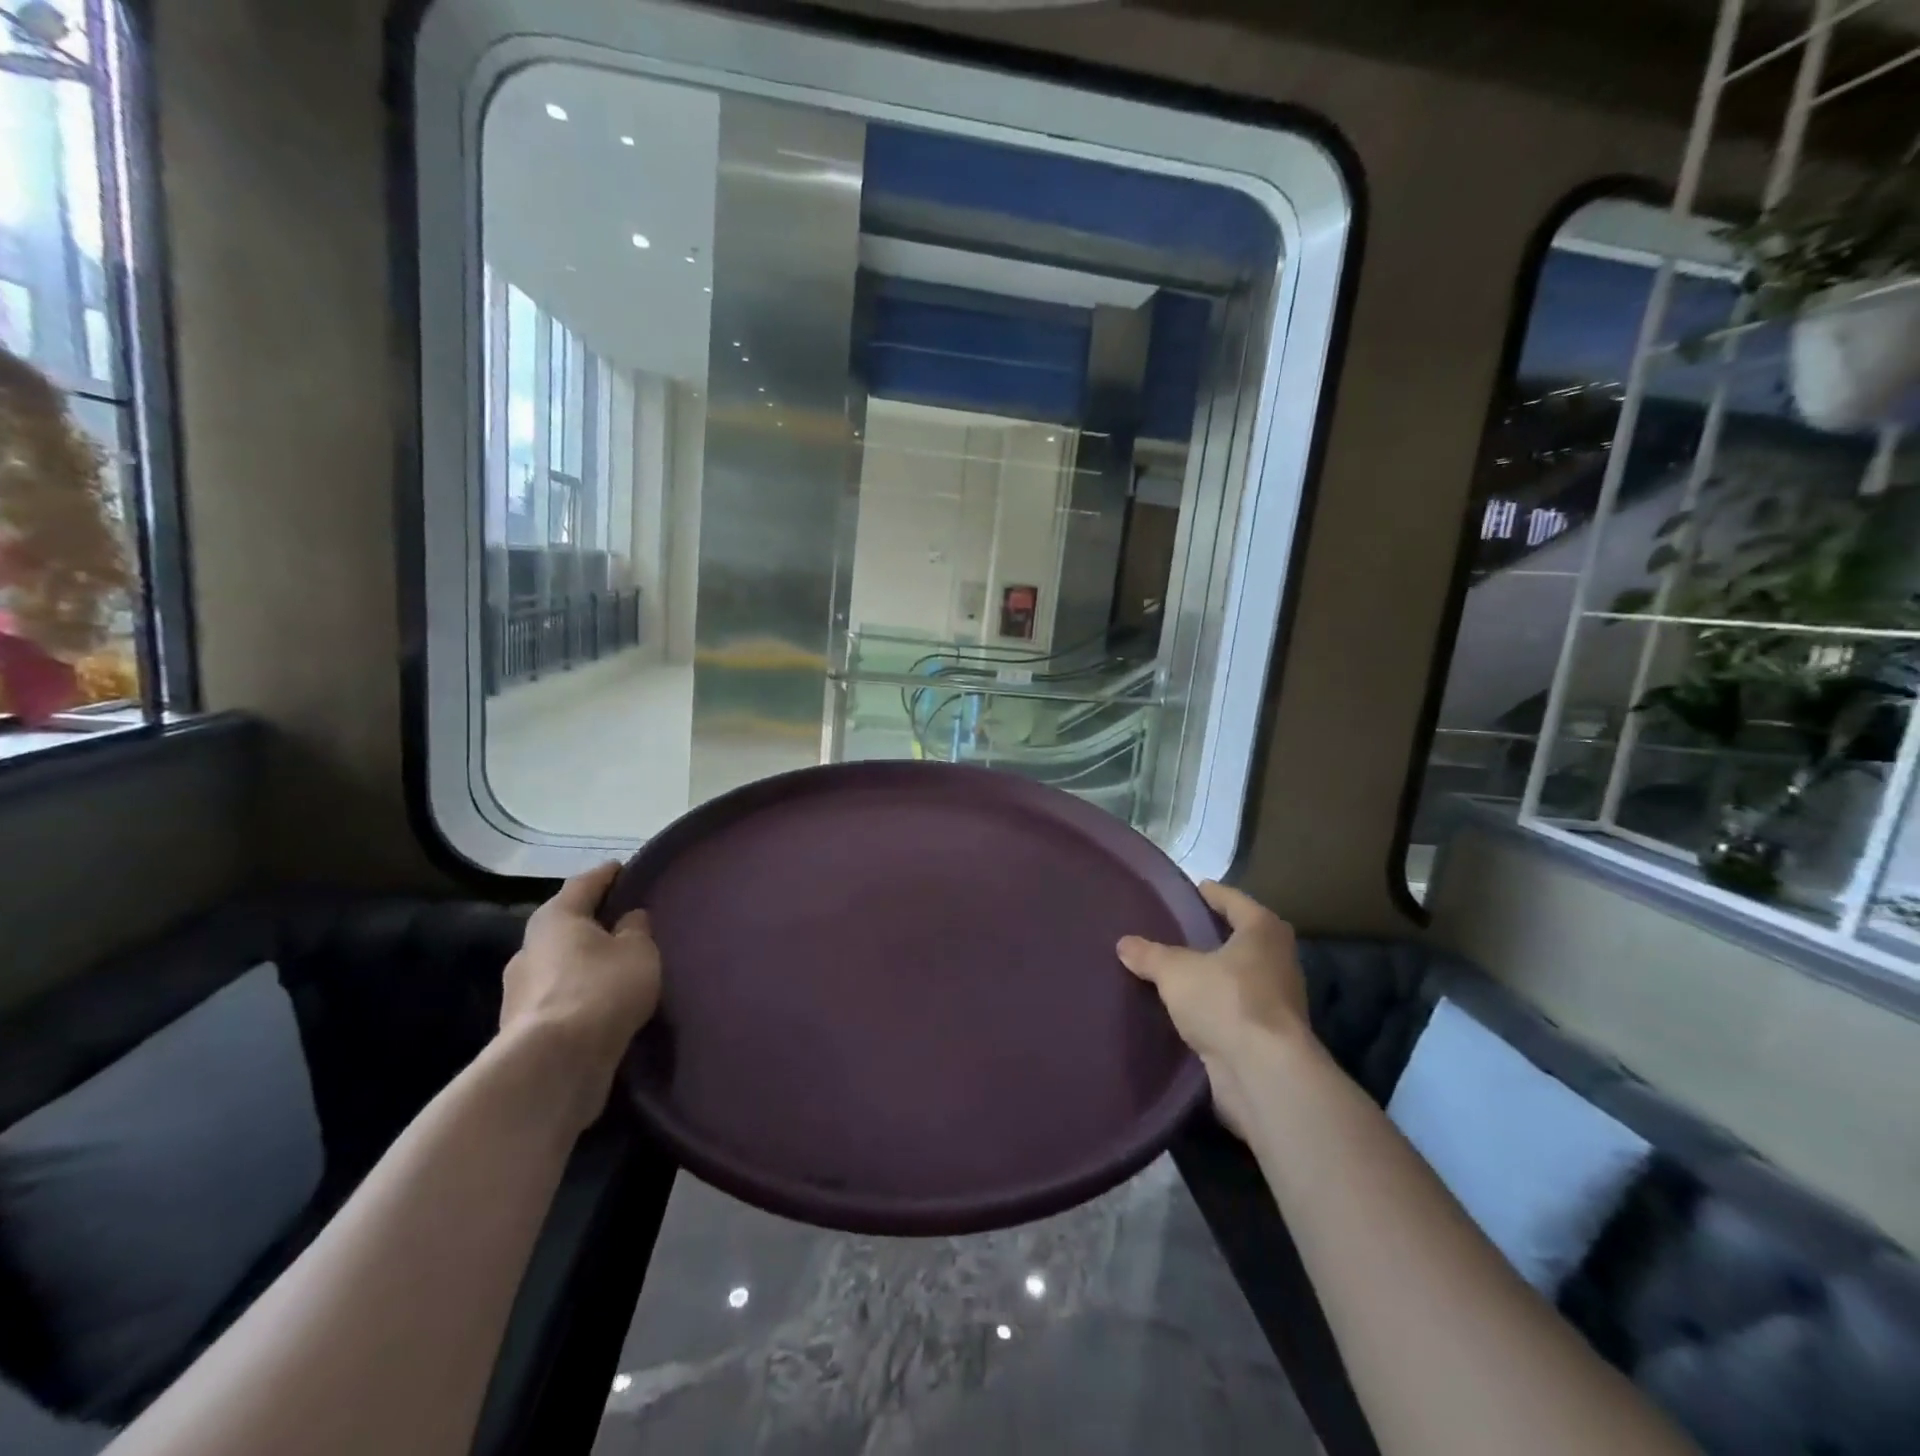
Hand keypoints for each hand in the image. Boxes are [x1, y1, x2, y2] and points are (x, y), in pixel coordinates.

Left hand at [500, 863, 661, 1127]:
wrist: (553, 1065)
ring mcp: (519, 990)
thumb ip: (636, 929)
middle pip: (567, 924)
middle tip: (625, 921)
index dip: (608, 874)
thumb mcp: (638, 951)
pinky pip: (559, 997)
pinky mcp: (522, 1028)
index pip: (585, 883)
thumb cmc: (600, 989)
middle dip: (593, 922)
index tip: (625, 868)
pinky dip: (579, 994)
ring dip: (584, 962)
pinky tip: (601, 1003)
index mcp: (555, 917)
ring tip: (617, 967)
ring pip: (560, 963)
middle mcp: (529, 947)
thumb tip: (628, 918)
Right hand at [1117, 881, 1309, 1136]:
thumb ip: (1149, 955)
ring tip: (1177, 969)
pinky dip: (1215, 1006)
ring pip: (1239, 976)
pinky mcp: (1269, 1036)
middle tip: (1177, 929)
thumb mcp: (1176, 972)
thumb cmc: (1226, 1002)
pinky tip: (1188, 1008)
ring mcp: (1278, 1000)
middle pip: (1241, 938)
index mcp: (1263, 931)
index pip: (1234, 900)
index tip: (1191, 890)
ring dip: (1214, 974)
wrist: (1264, 1074)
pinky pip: (1235, 1009)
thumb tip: (1124, 943)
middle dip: (1213, 935)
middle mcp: (1278, 960)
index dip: (1211, 893)